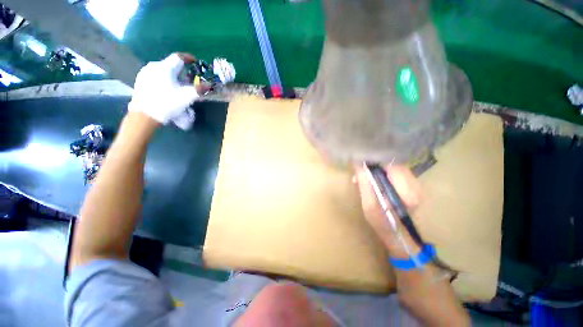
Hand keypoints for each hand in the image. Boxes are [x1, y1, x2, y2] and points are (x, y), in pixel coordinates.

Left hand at [128, 53, 199, 124]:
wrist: (145, 115)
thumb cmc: (167, 103)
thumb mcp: (186, 97)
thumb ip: (199, 89)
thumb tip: (209, 85)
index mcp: (165, 67)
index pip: (179, 57)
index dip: (189, 58)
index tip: (195, 62)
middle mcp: (154, 66)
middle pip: (171, 64)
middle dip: (181, 70)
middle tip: (188, 78)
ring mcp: (145, 73)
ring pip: (162, 70)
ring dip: (172, 75)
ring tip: (177, 85)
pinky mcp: (140, 81)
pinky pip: (155, 76)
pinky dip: (163, 79)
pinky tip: (166, 89)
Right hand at [355, 165, 421, 252]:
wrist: (399, 236)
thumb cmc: (382, 223)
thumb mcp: (369, 205)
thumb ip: (365, 184)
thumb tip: (359, 164)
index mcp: (406, 191)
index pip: (391, 164)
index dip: (375, 160)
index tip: (361, 161)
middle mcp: (415, 185)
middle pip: (393, 163)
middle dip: (375, 164)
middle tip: (360, 170)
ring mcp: (416, 185)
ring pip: (395, 167)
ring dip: (378, 169)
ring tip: (365, 176)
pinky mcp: (413, 186)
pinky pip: (396, 173)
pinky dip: (384, 173)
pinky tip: (374, 180)